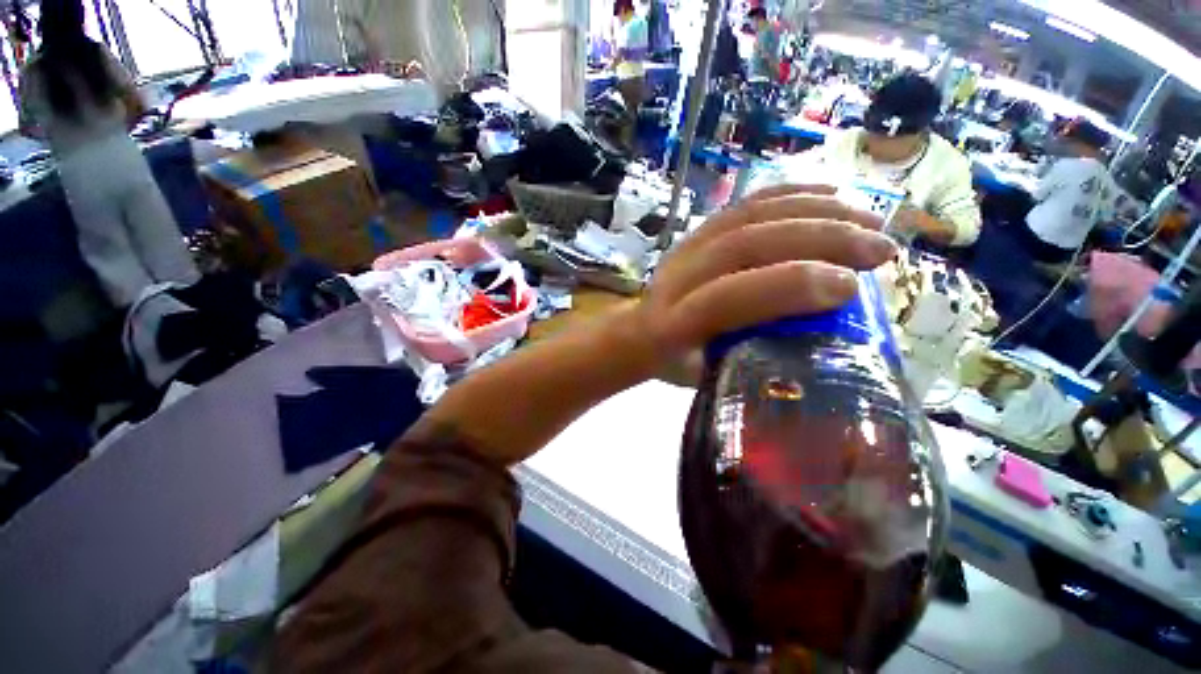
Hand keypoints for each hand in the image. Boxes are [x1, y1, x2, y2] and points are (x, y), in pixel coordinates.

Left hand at [631, 184, 896, 379]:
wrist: (639, 330)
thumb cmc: (676, 362)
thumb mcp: (704, 377)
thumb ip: (750, 361)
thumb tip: (818, 344)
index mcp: (670, 326)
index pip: (724, 298)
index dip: (785, 287)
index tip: (849, 288)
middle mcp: (675, 279)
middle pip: (741, 245)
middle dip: (815, 240)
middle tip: (878, 249)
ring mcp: (685, 248)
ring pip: (746, 217)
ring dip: (813, 211)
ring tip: (868, 219)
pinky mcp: (696, 232)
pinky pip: (743, 205)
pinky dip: (789, 195)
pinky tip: (831, 192)